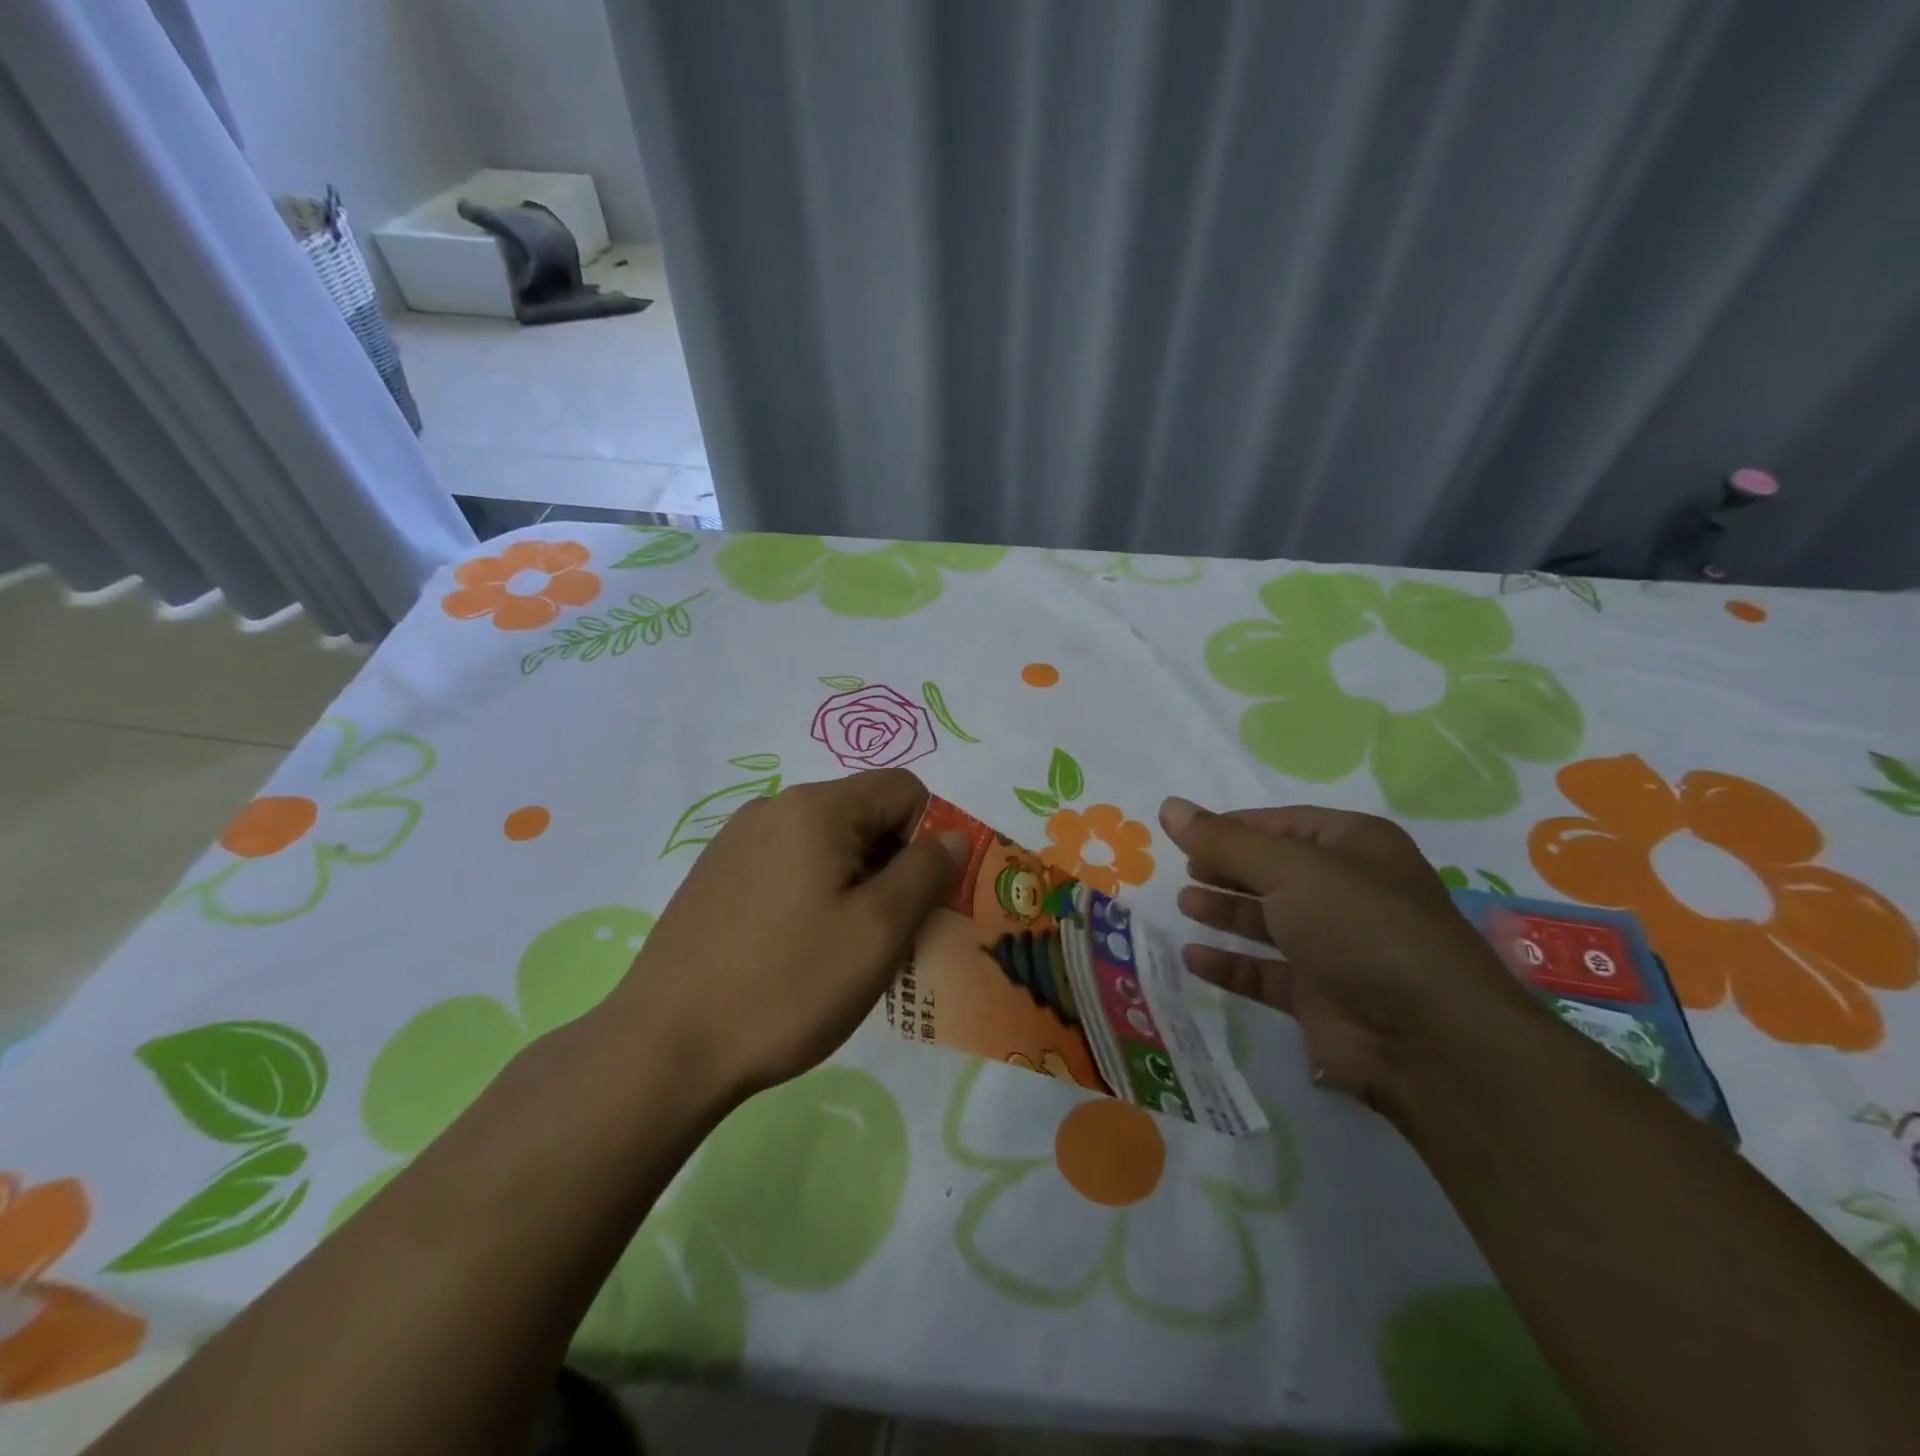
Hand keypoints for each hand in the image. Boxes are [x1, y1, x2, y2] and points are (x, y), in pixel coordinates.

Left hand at [607, 769, 965, 1103]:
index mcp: (815, 808)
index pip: (903, 789)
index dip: (929, 836)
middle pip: (863, 815)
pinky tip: (796, 954)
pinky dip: (813, 896)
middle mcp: (773, 808)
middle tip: (890, 935)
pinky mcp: (714, 877)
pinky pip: (787, 867)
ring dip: (854, 885)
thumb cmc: (787, 985)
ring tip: (844, 952)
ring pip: (826, 845)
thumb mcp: (877, 931)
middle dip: (892, 866)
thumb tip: (952, 836)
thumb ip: (926, 872)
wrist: (663, 1047)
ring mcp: (736, 842)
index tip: (922, 898)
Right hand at [1158, 797, 1540, 1111]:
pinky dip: (1231, 964)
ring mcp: (1335, 947)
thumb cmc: (1359, 926)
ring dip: (1226, 912)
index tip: (1186, 834)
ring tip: (1184, 904)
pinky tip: (1194, 957)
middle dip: (1228, 869)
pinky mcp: (1320, 996)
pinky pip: (1265, 972)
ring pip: (1269, 921)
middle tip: (1183, 870)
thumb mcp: (1288, 869)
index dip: (1234, 827)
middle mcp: (1347, 892)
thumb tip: (1169, 806)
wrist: (1427, 1038)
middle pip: (1273, 871)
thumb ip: (1224, 841)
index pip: (1283, 824)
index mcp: (1354, 846)